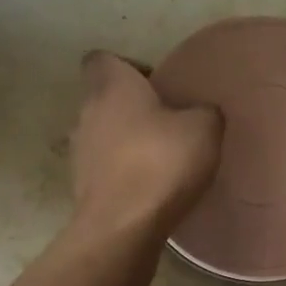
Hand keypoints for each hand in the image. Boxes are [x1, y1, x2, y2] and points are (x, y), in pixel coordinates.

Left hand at [71, 51, 222, 237]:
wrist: (123, 226)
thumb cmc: (161, 162)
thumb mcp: (205, 128)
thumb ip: (205, 111)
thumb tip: (201, 113)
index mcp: (111, 86)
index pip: (102, 59)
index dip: (129, 67)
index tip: (157, 86)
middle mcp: (86, 112)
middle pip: (105, 98)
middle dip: (133, 108)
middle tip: (169, 123)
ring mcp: (80, 151)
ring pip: (103, 133)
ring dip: (127, 141)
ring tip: (161, 158)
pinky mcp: (81, 186)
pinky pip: (105, 167)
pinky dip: (123, 171)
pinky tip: (151, 186)